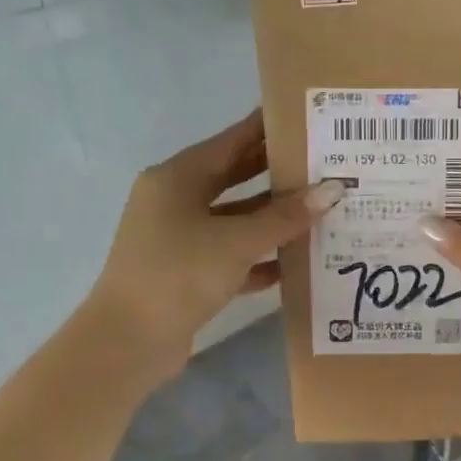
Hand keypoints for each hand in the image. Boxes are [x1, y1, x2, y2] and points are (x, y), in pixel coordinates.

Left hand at [85, 110, 343, 386]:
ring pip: (234, 219)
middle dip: (276, 174)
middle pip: (233, 178)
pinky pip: (230, 254)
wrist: (129, 341)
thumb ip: (285, 216)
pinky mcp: (186, 272)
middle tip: (323, 164)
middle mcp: (175, 201)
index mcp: (177, 178)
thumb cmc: (179, 274)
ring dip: (272, 219)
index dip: (266, 129)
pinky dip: (259, 256)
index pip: (230, 141)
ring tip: (320, 210)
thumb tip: (332, 190)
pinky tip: (294, 261)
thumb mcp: (236, 241)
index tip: (304, 119)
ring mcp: (179, 238)